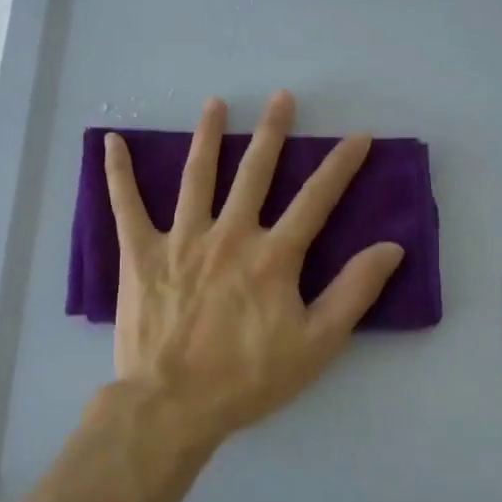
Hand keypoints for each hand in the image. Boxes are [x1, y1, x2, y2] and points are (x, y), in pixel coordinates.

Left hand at [103, 91, 406, 450]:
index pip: (316, 199)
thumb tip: (390, 248)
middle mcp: (229, 234)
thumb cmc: (249, 378)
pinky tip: (112, 141)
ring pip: (197, 176)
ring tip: (215, 104)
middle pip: (255, 172)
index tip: (358, 136)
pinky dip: (118, 173)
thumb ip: (354, 292)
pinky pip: (126, 205)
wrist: (173, 404)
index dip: (341, 165)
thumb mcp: (316, 343)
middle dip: (273, 132)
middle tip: (282, 97)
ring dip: (208, 136)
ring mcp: (182, 239)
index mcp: (273, 256)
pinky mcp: (141, 254)